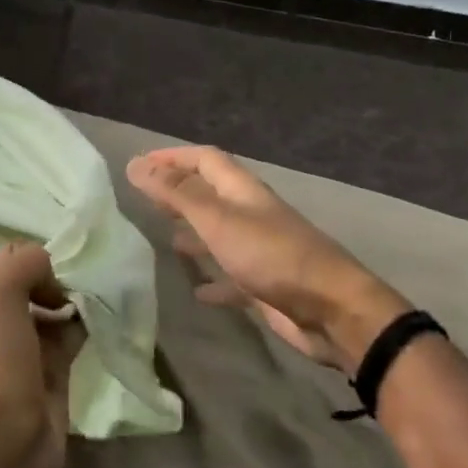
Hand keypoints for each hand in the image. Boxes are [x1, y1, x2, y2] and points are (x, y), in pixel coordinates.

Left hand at [0, 243, 85, 467]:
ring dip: (75, 296)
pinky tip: (100, 317)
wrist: (10, 442)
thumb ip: (23, 264)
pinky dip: (86, 321)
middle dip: (57, 274)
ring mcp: (26, 341)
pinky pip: (72, 329)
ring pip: (55, 302)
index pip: (10, 255)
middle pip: (34, 277)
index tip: (56, 269)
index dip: (34, 257)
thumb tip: (52, 271)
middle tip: (77, 284)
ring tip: (94, 296)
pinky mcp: (52, 363)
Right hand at [127, 145, 408, 371]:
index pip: (205, 159)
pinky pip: (232, 275)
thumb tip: (136, 164)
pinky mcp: (265, 284)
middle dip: (180, 191)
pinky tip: (197, 291)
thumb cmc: (271, 256)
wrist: (330, 310)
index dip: (174, 157)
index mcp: (242, 191)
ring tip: (167, 239)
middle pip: (211, 193)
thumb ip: (177, 193)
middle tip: (147, 199)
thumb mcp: (218, 220)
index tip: (141, 164)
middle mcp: (251, 213)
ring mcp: (260, 249)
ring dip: (195, 232)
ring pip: (221, 232)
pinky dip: (213, 279)